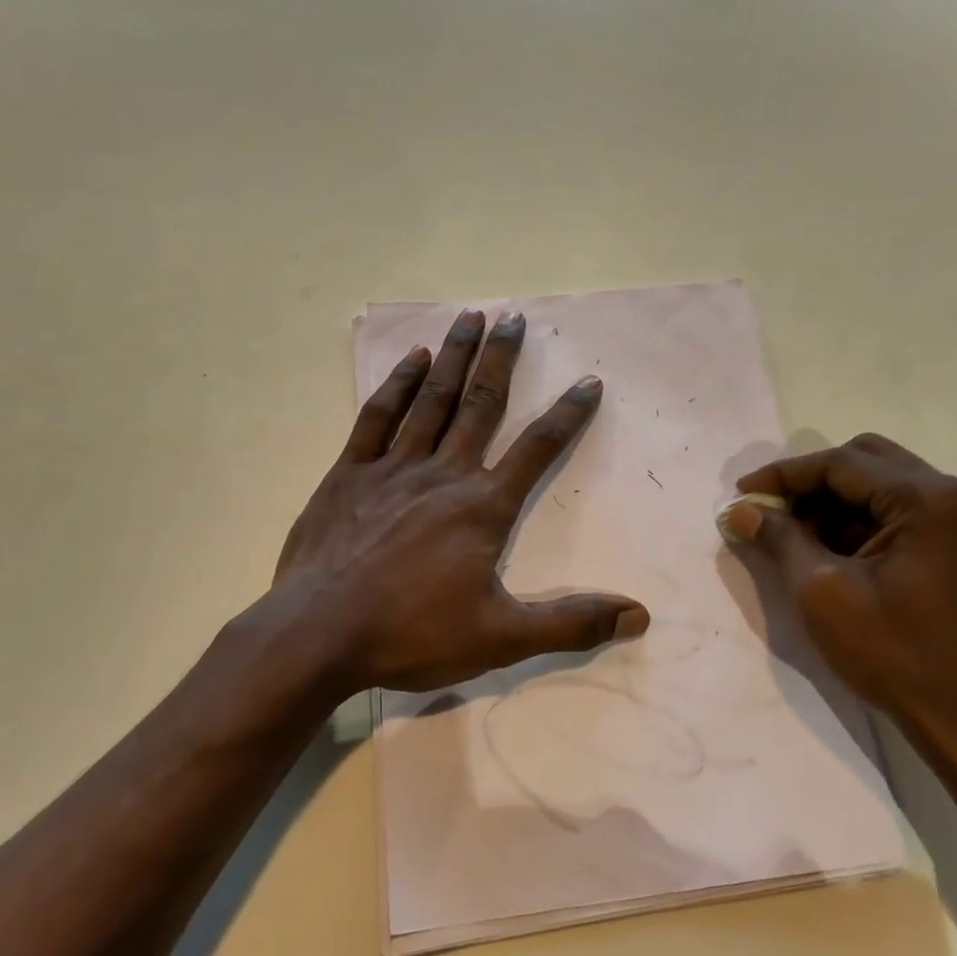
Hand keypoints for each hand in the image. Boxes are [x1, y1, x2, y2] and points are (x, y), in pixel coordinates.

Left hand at [272, 309, 647, 695]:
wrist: (318, 634)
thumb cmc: (412, 634)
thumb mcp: (501, 638)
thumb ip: (570, 624)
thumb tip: (638, 615)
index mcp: (483, 507)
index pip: (538, 449)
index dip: (568, 414)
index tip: (589, 380)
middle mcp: (443, 473)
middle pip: (481, 404)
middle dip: (501, 359)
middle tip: (514, 318)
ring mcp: (393, 468)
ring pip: (432, 399)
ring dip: (454, 357)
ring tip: (471, 317)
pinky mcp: (350, 473)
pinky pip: (378, 417)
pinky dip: (397, 385)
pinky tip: (413, 360)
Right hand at [724, 434, 956, 758]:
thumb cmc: (895, 655)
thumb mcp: (822, 592)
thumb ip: (780, 538)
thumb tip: (740, 511)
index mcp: (930, 499)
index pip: (842, 463)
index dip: (784, 474)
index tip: (741, 495)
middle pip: (867, 461)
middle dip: (811, 484)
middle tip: (770, 512)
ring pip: (883, 485)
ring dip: (835, 503)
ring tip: (793, 537)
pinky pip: (902, 512)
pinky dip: (862, 523)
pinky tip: (831, 552)